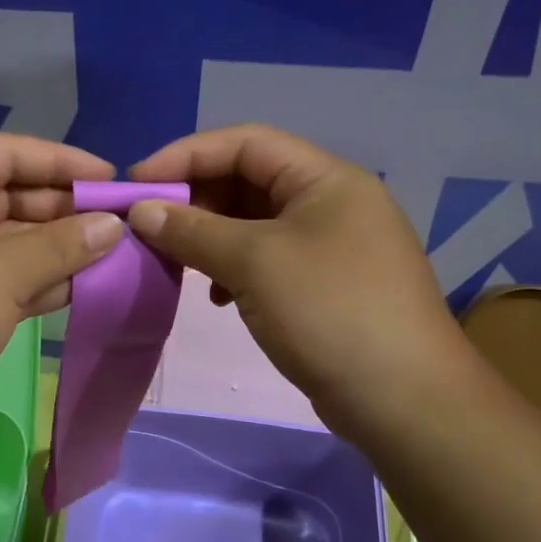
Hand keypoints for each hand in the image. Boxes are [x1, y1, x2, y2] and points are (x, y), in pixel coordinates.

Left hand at [0, 133, 122, 444]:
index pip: (2, 152)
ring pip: (2, 242)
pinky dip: (31, 280)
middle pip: (3, 196)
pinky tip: (75, 288)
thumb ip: (63, 243)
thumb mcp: (5, 272)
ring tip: (106, 256)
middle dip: (60, 210)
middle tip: (113, 224)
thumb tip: (113, 225)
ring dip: (51, 249)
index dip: (60, 160)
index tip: (108, 179)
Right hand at [127, 124, 467, 438]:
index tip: (137, 184)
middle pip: (248, 180)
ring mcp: (331, 246)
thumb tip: (141, 211)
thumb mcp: (255, 262)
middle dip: (195, 199)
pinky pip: (267, 260)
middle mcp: (331, 202)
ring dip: (210, 237)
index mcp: (325, 179)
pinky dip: (233, 269)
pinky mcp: (325, 286)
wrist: (403, 399)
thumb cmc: (329, 312)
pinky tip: (216, 296)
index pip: (245, 142)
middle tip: (150, 228)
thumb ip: (193, 231)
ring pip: (254, 224)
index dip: (185, 155)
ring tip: (176, 263)